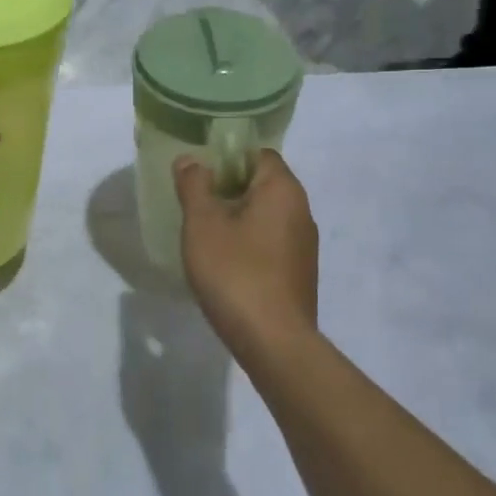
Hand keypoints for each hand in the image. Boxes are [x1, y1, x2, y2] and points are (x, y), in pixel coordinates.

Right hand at [175, 149, 318, 354]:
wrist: (274, 341)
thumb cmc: (235, 273)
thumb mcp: (203, 225)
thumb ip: (194, 186)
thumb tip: (190, 160)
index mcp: (283, 189)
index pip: (258, 154)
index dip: (227, 158)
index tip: (199, 175)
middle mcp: (302, 210)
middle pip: (263, 183)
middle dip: (228, 189)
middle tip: (195, 205)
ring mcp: (305, 244)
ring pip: (267, 215)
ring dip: (238, 219)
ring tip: (205, 236)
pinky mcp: (300, 272)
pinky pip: (271, 243)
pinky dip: (250, 244)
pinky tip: (226, 265)